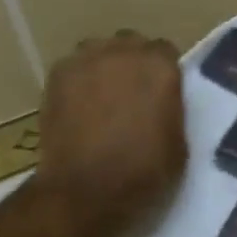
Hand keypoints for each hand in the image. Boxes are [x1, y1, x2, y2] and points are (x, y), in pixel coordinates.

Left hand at [29, 31, 187, 236]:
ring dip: (103, 67)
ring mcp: (87, 60)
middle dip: (132, 63)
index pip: (165, 52)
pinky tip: (77, 107)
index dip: (162, 72)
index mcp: (160, 66)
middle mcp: (124, 52)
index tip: (159, 92)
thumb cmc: (143, 173)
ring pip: (98, 51)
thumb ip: (171, 110)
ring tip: (100, 97)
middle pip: (130, 45)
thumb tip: (161, 104)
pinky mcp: (58, 76)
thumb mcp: (179, 144)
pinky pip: (73, 68)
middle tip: (130, 94)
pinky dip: (77, 82)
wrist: (85, 191)